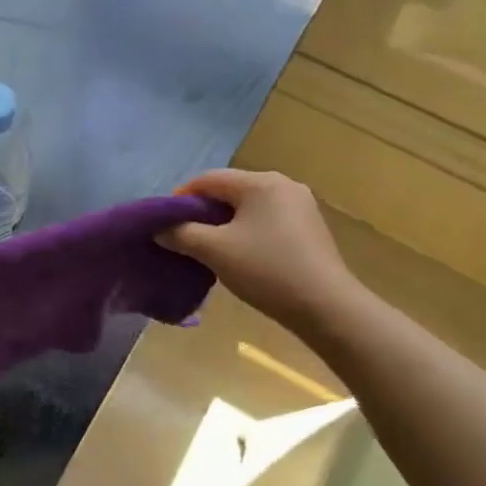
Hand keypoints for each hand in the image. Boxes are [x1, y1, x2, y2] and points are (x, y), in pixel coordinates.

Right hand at [161, 170, 367, 334]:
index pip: (209, 179)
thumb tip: (160, 229)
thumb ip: (182, 234)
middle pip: (230, 190)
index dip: (181, 198)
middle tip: (183, 236)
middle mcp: (283, 185)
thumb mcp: (214, 251)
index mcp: (260, 182)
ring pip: (249, 207)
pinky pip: (266, 220)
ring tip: (207, 248)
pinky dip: (246, 231)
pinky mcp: (309, 228)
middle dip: (203, 211)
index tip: (164, 222)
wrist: (325, 306)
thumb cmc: (266, 269)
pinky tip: (239, 254)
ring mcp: (301, 206)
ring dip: (224, 223)